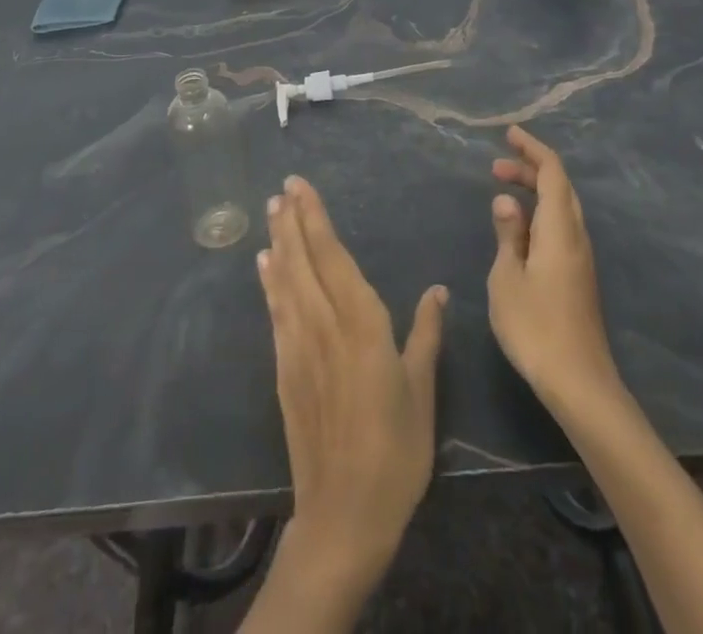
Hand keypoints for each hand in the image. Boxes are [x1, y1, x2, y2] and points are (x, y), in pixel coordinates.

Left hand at [257, 176, 446, 589]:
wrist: (344, 515)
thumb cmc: (396, 452)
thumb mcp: (422, 392)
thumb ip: (425, 336)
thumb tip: (437, 291)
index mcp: (363, 325)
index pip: (333, 257)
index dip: (316, 219)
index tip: (301, 187)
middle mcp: (325, 326)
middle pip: (303, 260)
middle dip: (292, 220)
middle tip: (282, 187)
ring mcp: (299, 347)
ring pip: (285, 281)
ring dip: (278, 242)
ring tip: (271, 211)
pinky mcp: (284, 369)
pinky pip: (276, 312)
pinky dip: (270, 282)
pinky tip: (266, 264)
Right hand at [488, 126, 622, 415]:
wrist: (579, 383)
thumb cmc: (535, 327)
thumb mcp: (507, 278)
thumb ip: (508, 234)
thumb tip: (507, 200)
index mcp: (560, 229)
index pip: (552, 172)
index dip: (532, 148)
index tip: (510, 133)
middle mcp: (576, 236)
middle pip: (560, 187)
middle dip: (531, 168)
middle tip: (496, 166)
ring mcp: (581, 258)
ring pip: (562, 207)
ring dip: (536, 191)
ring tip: (503, 192)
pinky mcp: (579, 276)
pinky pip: (561, 227)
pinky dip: (540, 213)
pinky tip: (520, 229)